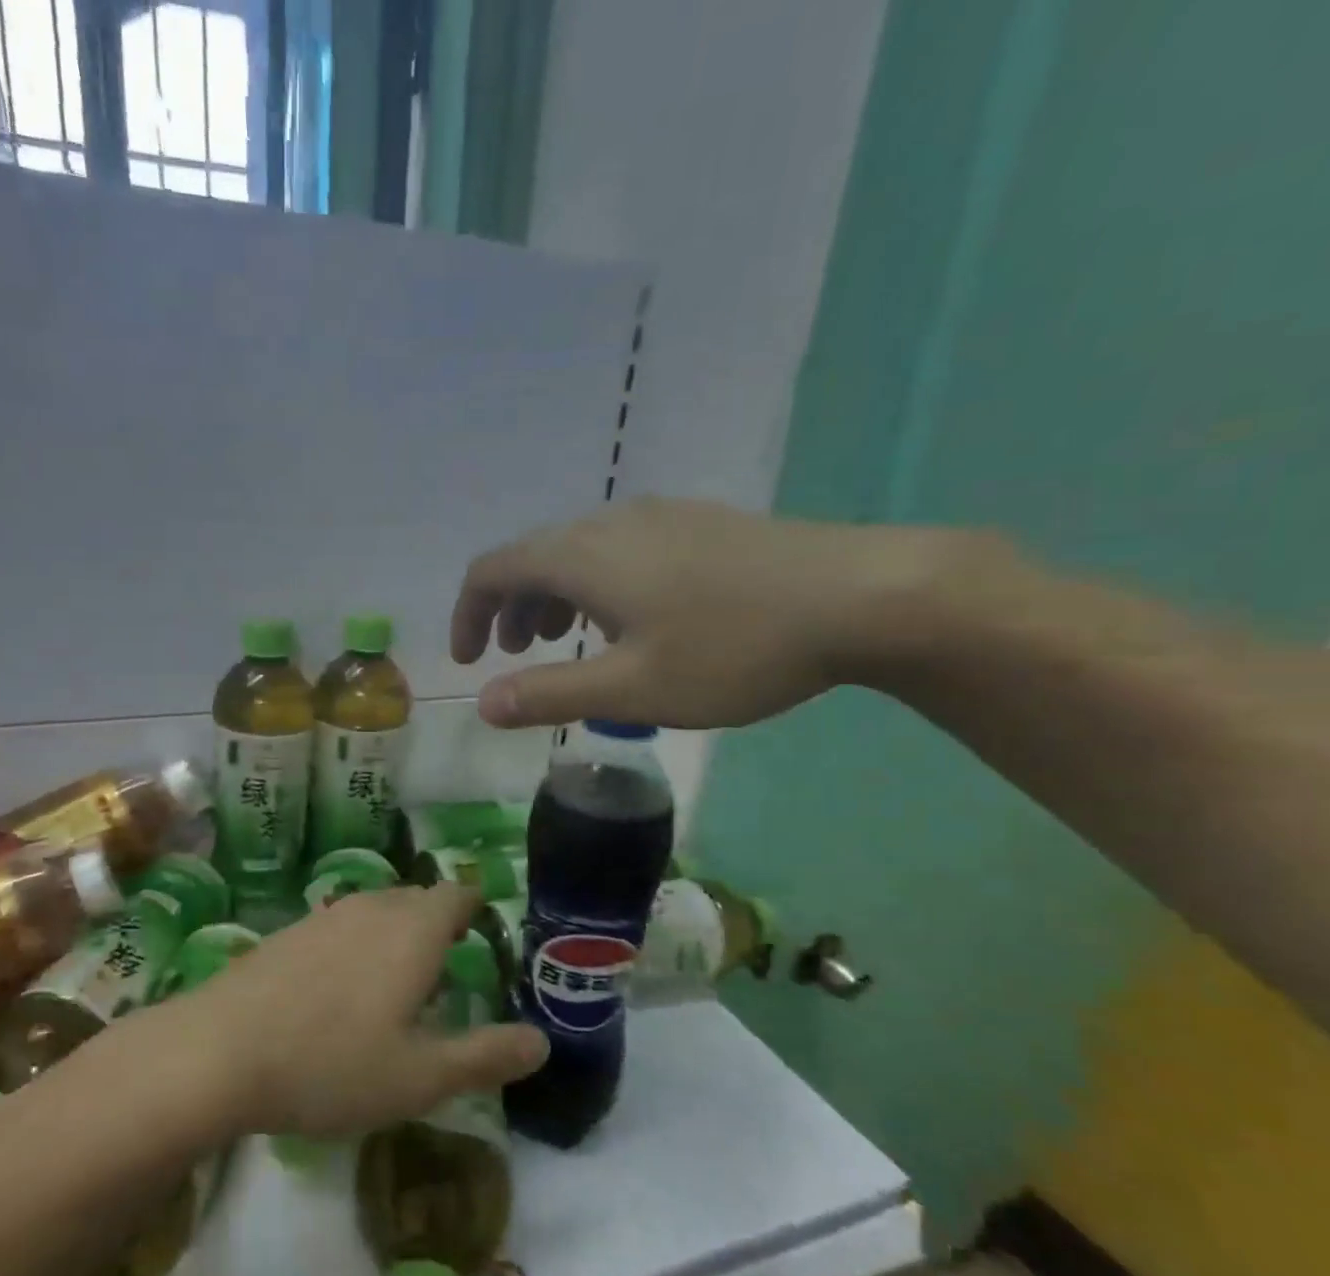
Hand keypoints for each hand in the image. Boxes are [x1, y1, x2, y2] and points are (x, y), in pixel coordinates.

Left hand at [178, 884, 547, 1138]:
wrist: (217, 1051)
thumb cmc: (331, 1064)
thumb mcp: (420, 1076)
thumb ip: (485, 1056)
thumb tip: (541, 1041)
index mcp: (412, 929)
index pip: (456, 896)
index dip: (475, 912)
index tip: (483, 943)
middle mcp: (370, 907)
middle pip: (417, 900)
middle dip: (437, 928)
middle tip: (446, 975)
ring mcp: (323, 915)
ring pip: (375, 911)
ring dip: (394, 937)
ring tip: (396, 988)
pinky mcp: (286, 933)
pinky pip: (339, 927)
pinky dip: (355, 947)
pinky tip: (339, 995)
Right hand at [451, 496, 977, 729]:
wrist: (862, 596)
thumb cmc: (734, 648)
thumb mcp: (632, 689)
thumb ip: (549, 694)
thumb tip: (482, 704)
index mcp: (583, 556)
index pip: (492, 570)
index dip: (467, 614)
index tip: (467, 661)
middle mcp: (611, 523)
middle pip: (532, 556)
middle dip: (509, 609)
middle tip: (519, 658)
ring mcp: (659, 517)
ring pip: (577, 551)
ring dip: (552, 596)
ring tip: (567, 641)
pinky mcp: (697, 525)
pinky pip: (617, 549)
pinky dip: (593, 585)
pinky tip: (630, 621)